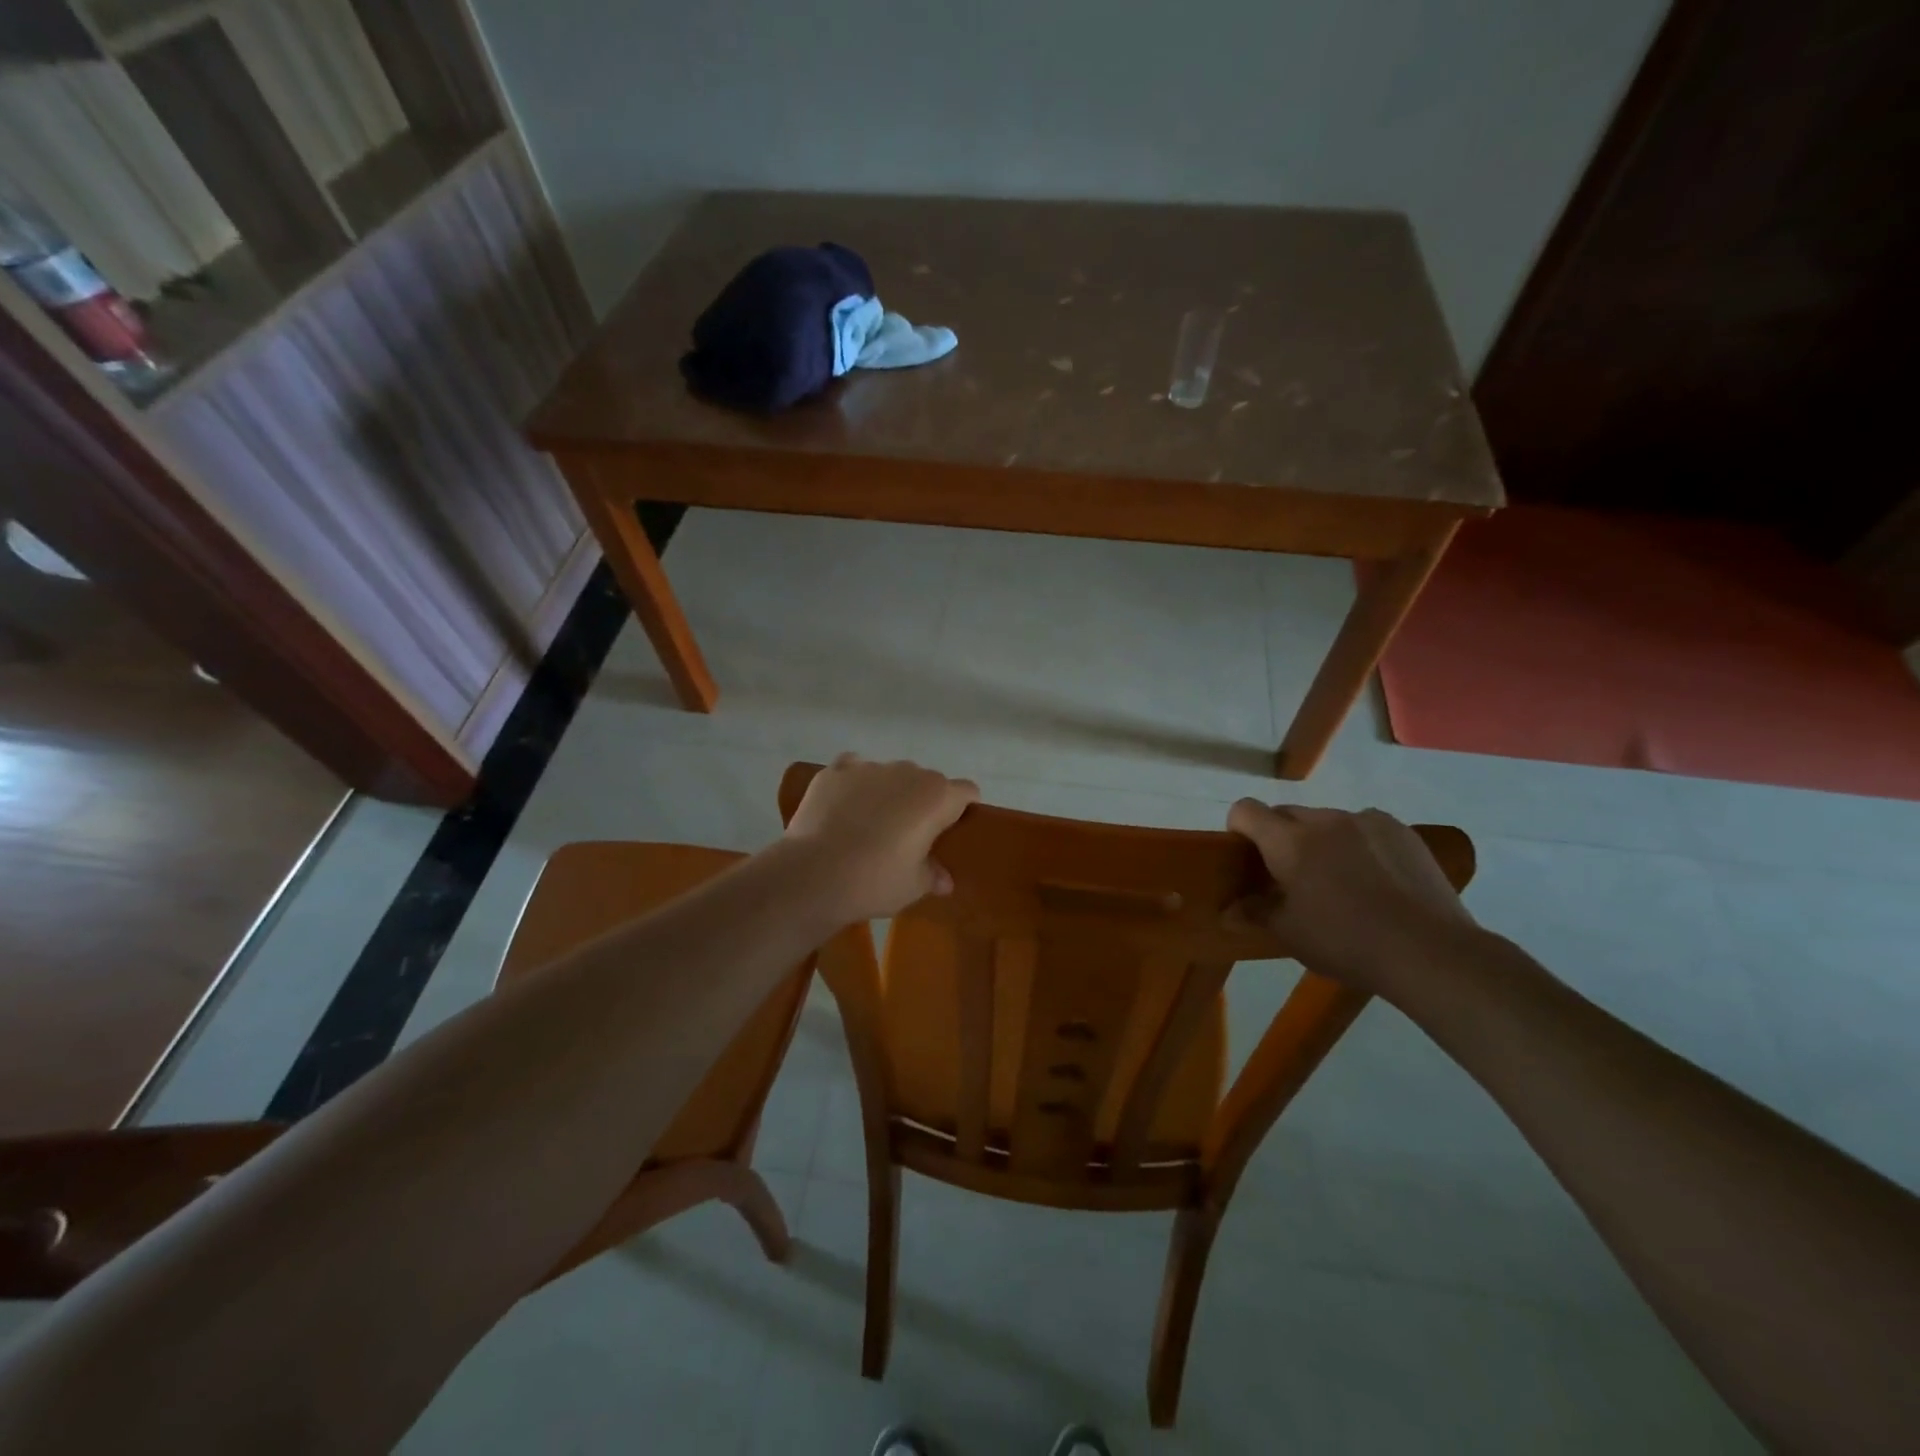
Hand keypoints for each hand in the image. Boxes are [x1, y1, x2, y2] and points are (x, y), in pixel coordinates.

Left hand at [784, 755, 979, 921]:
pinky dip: (855, 784)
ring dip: (889, 793)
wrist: (813, 874)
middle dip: (923, 802)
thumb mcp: (914, 887)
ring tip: (869, 824)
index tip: (950, 833)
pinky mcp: (835, 770)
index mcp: (937, 797)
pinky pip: (854, 769)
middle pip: (927, 781)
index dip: (962, 810)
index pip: (966, 792)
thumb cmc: (875, 881)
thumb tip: (944, 879)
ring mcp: (869, 767)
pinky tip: (844, 807)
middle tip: (908, 836)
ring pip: (890, 774)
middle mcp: (908, 771)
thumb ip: (934, 875)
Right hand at [1227, 801, 1474, 995]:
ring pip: (1327, 821)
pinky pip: (1365, 828)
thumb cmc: (1345, 941)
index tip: (1246, 857)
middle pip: (1286, 814)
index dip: (1238, 828)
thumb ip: (1254, 913)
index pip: (1246, 810)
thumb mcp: (1290, 934)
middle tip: (1291, 876)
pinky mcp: (1401, 831)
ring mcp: (1367, 821)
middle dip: (1280, 837)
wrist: (1428, 951)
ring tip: (1340, 880)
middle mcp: (1325, 820)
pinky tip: (1376, 879)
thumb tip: (1228, 910)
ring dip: (1321, 840)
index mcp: (1289, 841)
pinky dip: (1358, 844)